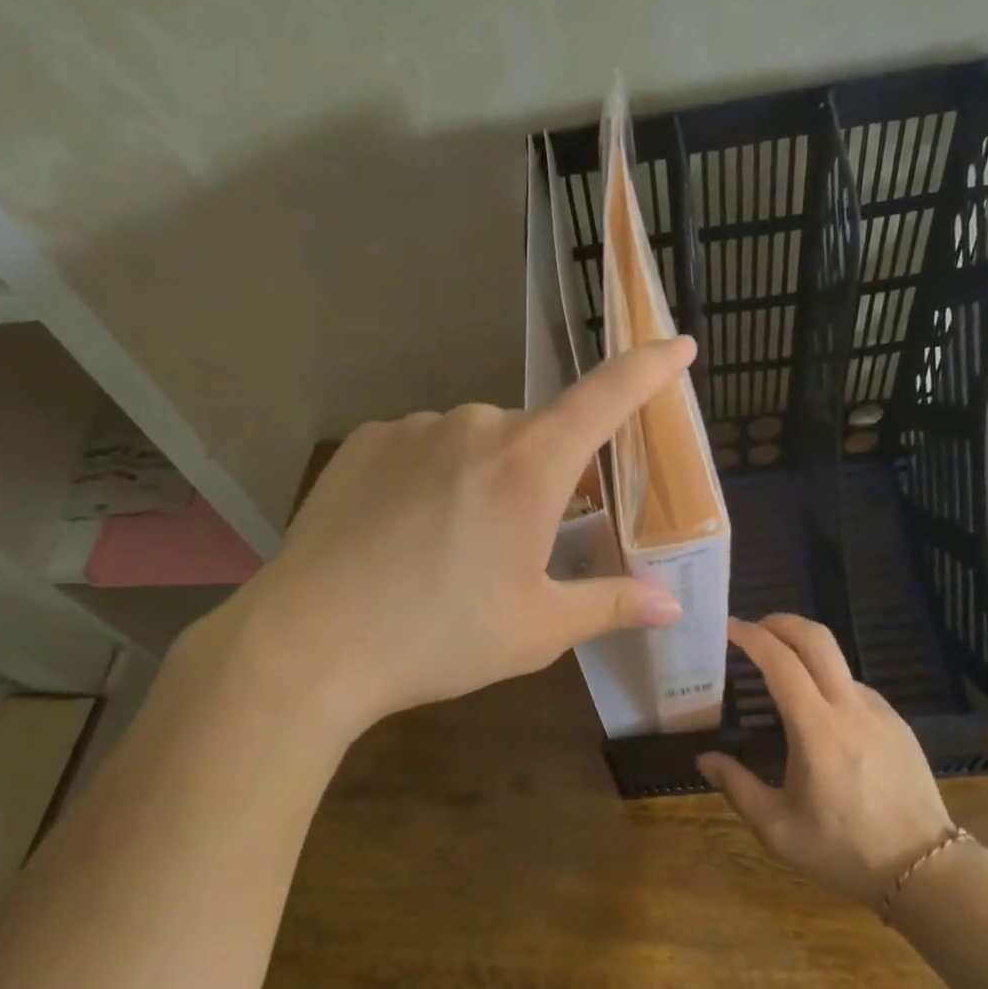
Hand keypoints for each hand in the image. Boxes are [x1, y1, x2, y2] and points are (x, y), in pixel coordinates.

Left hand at [198, 338, 697, 734]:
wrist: (309, 644)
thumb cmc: (439, 637)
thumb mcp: (537, 630)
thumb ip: (609, 605)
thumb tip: (672, 607)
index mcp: (528, 467)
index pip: (606, 397)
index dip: (648, 367)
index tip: (678, 344)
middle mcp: (474, 427)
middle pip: (536, 436)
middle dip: (547, 477)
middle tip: (528, 541)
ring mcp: (413, 429)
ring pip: (477, 444)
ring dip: (487, 480)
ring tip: (454, 549)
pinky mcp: (365, 444)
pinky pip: (424, 449)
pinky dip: (435, 480)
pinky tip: (406, 534)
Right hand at [695, 615, 954, 911]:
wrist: (927, 870)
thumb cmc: (844, 850)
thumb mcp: (778, 829)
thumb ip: (737, 787)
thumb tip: (705, 759)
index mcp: (817, 729)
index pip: (780, 662)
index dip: (751, 637)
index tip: (728, 627)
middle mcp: (851, 708)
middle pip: (817, 639)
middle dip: (782, 622)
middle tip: (754, 628)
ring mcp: (880, 713)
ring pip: (838, 662)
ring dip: (805, 653)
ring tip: (780, 675)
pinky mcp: (898, 724)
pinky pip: (856, 688)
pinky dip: (828, 681)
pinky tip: (818, 713)